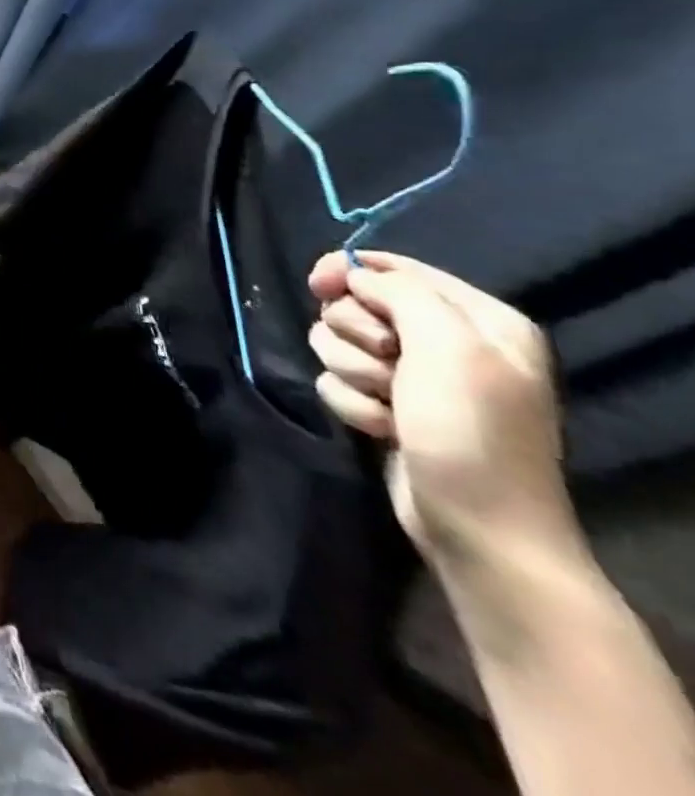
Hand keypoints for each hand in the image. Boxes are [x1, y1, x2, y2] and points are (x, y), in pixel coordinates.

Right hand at [307, 251, 579, 573]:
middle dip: (354, 334)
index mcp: (477, 319)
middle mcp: (446, 342)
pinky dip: (351, 403)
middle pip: (355, 305)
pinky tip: (380, 428)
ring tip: (386, 404)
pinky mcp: (386, 405)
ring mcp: (414, 378)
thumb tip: (353, 276)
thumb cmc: (471, 431)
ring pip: (338, 343)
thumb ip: (401, 293)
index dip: (349, 270)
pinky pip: (337, 381)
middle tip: (384, 362)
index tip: (318, 286)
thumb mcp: (449, 348)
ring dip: (351, 372)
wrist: (478, 528)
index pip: (395, 267)